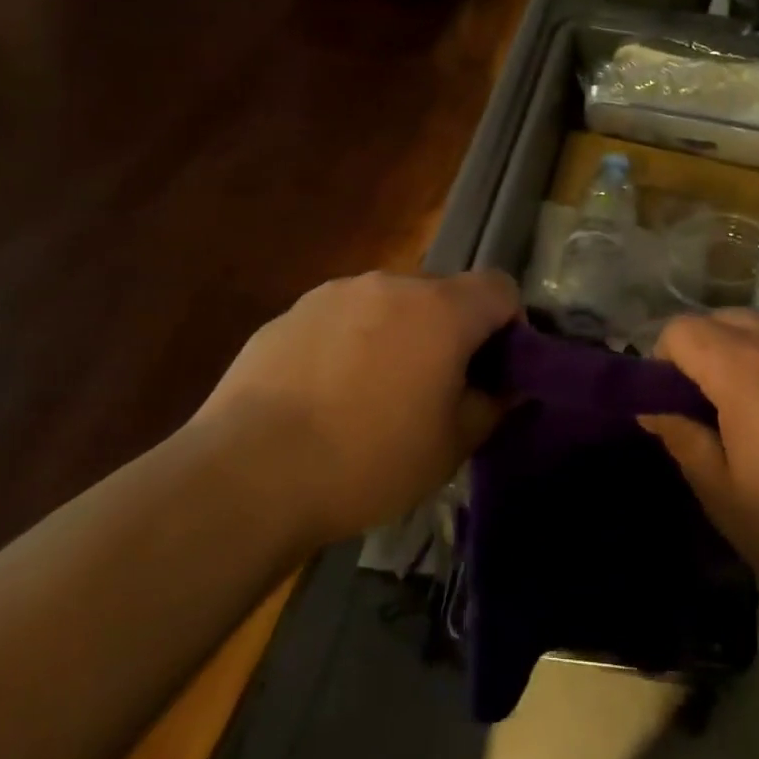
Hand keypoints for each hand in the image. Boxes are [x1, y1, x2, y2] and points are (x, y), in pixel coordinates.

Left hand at [193, 270, 518, 545]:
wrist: (248, 474)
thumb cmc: (368, 461)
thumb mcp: (450, 447)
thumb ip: (491, 406)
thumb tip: (506, 388)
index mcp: (440, 310)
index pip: (499, 288)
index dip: (509, 325)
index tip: (494, 369)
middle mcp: (389, 284)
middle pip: (442, 293)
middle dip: (451, 330)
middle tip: (435, 387)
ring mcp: (333, 293)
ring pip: (388, 304)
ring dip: (398, 334)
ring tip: (373, 393)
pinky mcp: (289, 313)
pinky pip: (341, 318)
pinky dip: (350, 343)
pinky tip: (325, 395)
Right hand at [640, 311, 758, 625]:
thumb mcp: (727, 498)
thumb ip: (682, 440)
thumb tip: (653, 408)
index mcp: (745, 370)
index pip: (682, 329)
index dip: (663, 361)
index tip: (672, 405)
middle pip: (727, 319)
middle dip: (705, 352)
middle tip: (711, 412)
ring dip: (751, 362)